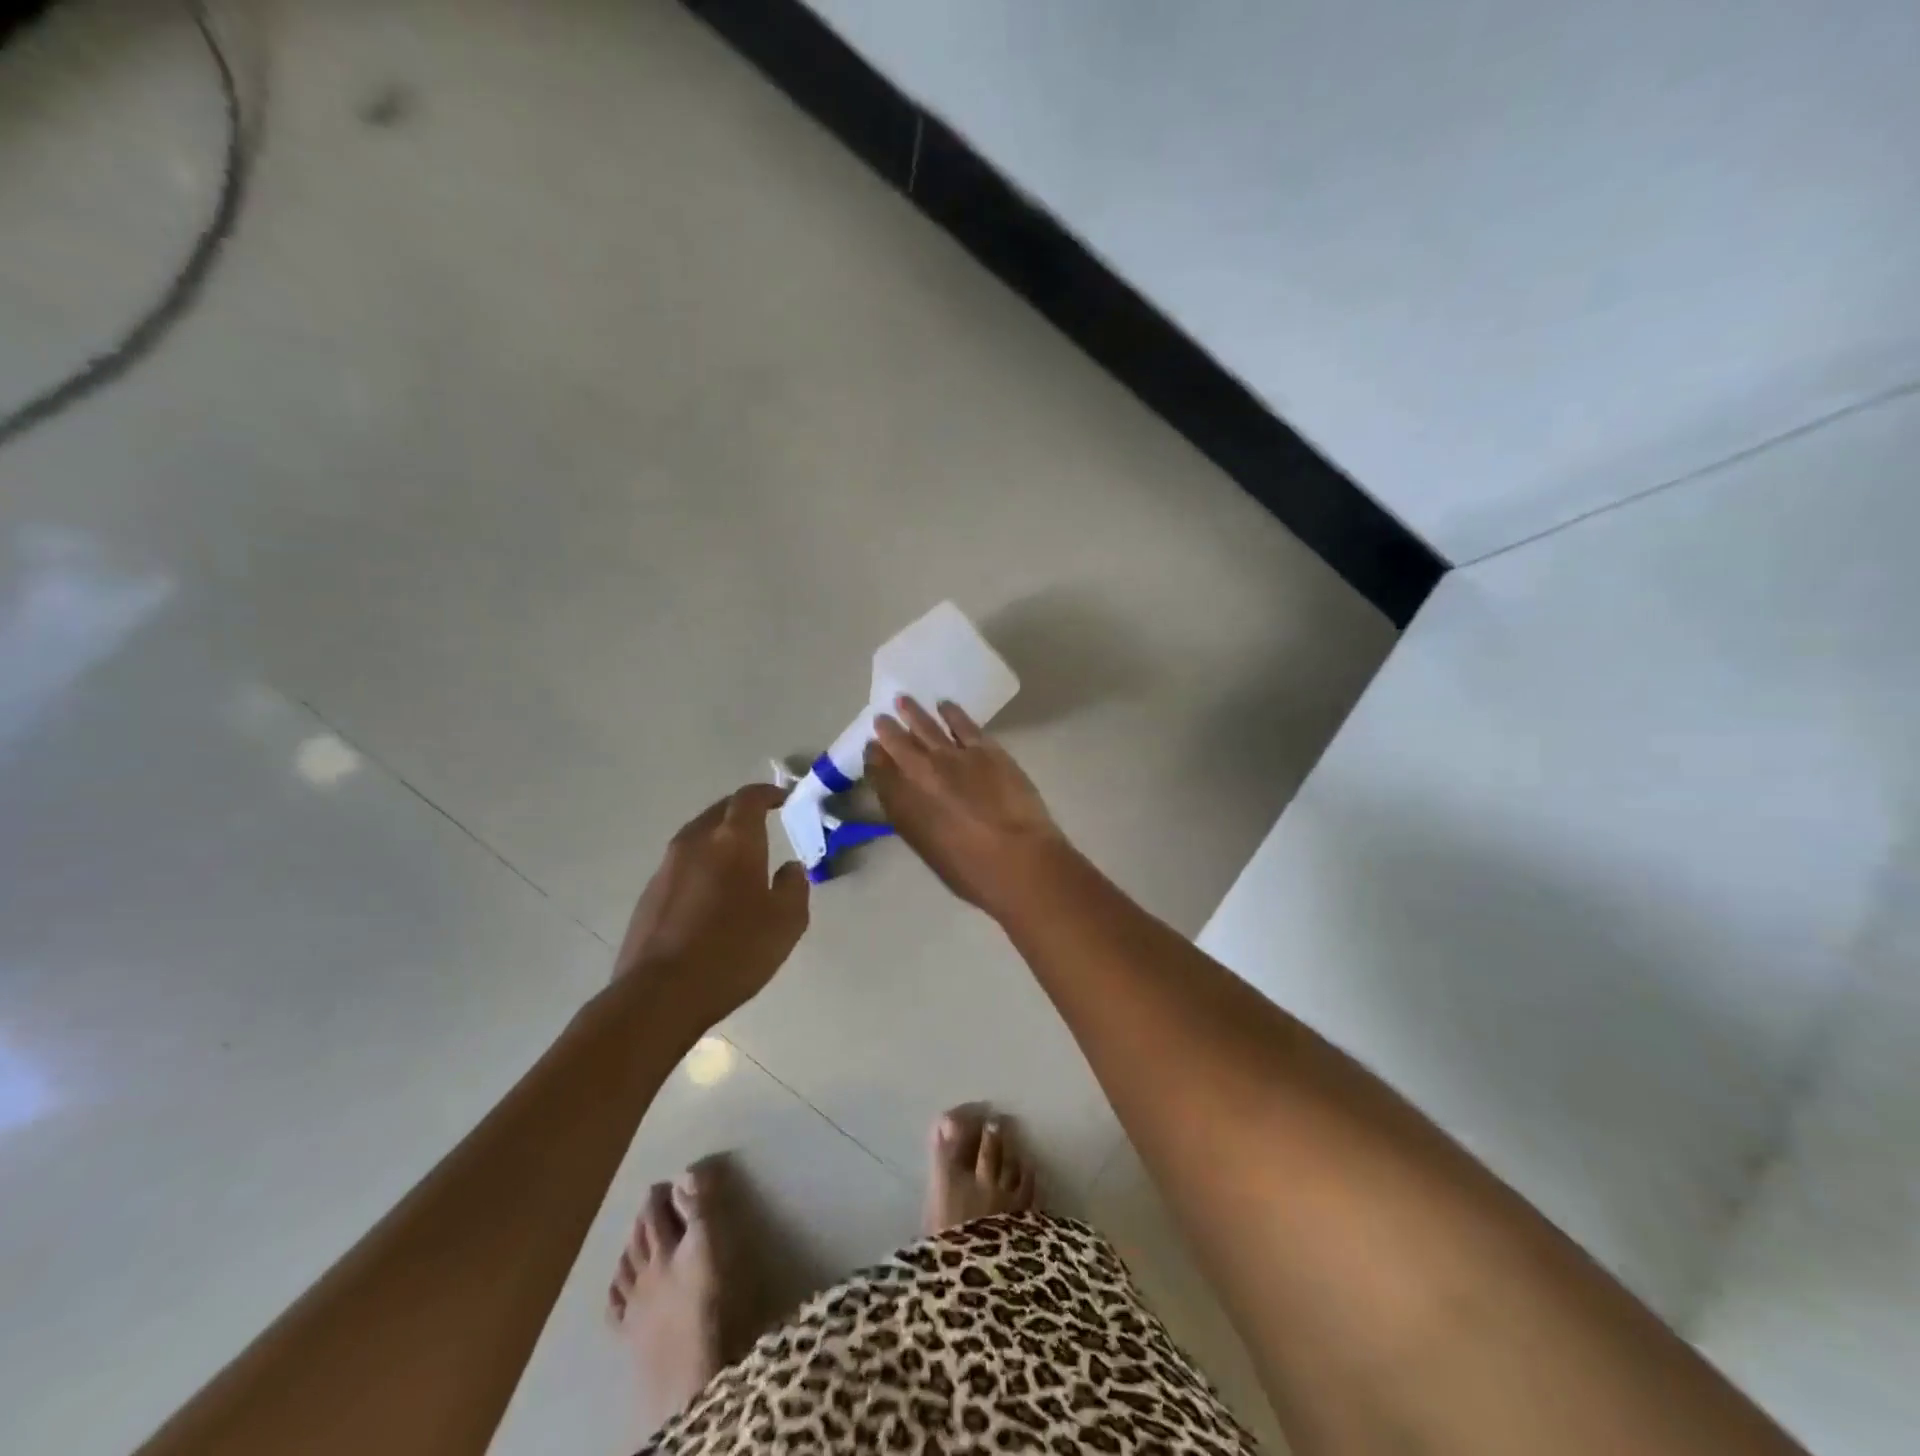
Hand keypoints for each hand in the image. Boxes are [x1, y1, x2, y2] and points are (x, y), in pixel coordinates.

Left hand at [614, 782, 809, 1031]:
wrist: (660, 994)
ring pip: (697, 836)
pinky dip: (701, 865)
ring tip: (738, 859)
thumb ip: (795, 886)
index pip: (749, 798)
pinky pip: (681, 864)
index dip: (768, 793)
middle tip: (762, 824)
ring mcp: (666, 867)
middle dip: (742, 812)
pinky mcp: (649, 894)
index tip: (782, 798)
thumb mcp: (787, 922)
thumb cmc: (734, 952)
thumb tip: (790, 867)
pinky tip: (710, 893)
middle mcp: (696, 842)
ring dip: (719, 838)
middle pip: (719, 811)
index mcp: (733, 840)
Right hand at [866, 696, 1071, 917]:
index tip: (872, 750)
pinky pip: (963, 723)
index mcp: (903, 806)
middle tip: (882, 719)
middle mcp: (921, 774)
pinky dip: (952, 713)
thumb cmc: (973, 872)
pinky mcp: (985, 749)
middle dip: (888, 730)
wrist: (1018, 859)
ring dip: (914, 713)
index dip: (874, 759)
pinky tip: (945, 705)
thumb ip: (915, 821)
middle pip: (898, 744)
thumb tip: (911, 801)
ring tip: (904, 701)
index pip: (879, 773)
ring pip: (927, 726)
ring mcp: (953, 757)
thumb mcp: (930, 851)